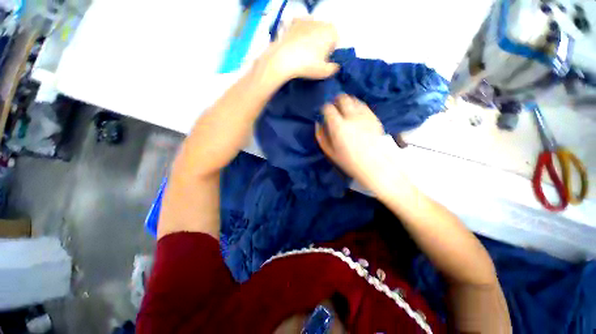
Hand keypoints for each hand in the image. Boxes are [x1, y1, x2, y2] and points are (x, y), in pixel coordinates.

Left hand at [263, 18, 338, 80]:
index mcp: (331, 32)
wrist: (284, 59)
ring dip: (311, 38)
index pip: (336, 41)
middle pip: (325, 34)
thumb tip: (335, 66)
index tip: (324, 61)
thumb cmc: (308, 65)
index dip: (331, 52)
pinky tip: (296, 43)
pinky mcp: (293, 23)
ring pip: (313, 29)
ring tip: (304, 52)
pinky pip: (300, 26)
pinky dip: (300, 32)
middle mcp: (321, 22)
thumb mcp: (324, 72)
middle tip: (314, 58)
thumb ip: (334, 68)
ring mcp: (306, 20)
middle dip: (322, 43)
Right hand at [316, 95, 411, 197]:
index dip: (324, 109)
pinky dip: (358, 106)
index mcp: (338, 126)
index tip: (324, 113)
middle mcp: (351, 116)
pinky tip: (356, 115)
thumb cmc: (349, 161)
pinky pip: (364, 106)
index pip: (328, 108)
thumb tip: (318, 123)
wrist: (374, 165)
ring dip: (347, 102)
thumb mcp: (330, 152)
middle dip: (336, 101)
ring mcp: (364, 115)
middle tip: (335, 108)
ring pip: (354, 100)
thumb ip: (321, 136)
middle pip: (342, 98)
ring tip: (345, 111)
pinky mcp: (374, 117)